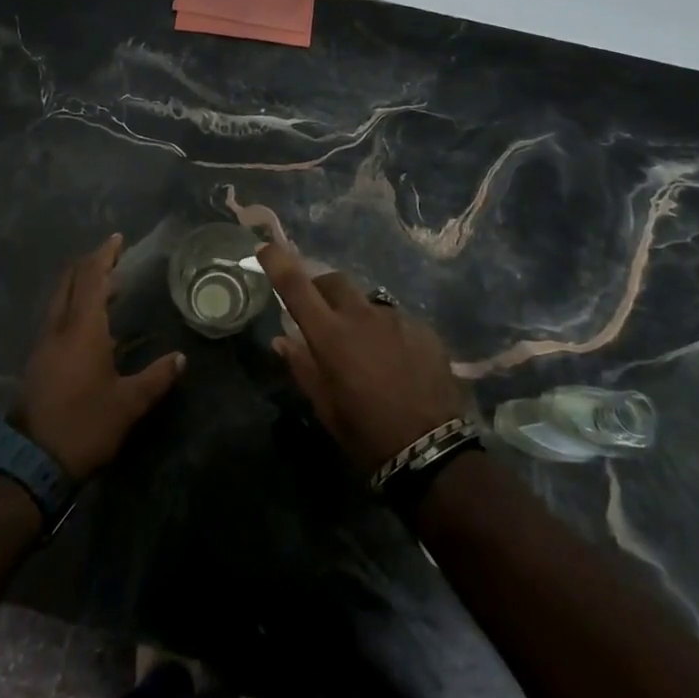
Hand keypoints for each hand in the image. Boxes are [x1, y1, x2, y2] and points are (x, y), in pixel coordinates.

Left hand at [13, 234, 185, 479]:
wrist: (32, 461)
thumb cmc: (85, 424)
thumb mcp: (128, 403)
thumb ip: (155, 378)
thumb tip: (180, 358)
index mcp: (82, 328)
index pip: (92, 278)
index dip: (104, 256)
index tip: (117, 240)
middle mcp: (59, 327)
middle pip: (70, 282)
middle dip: (89, 265)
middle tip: (113, 258)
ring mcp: (44, 344)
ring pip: (60, 299)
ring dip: (81, 285)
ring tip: (108, 286)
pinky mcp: (38, 361)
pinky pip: (57, 317)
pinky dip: (74, 305)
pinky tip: (90, 322)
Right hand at [260, 241, 469, 476]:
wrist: (432, 451)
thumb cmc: (366, 434)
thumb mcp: (325, 407)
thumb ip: (302, 366)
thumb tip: (282, 340)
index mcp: (330, 335)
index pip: (296, 285)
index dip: (278, 261)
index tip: (265, 246)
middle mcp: (361, 315)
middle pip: (333, 281)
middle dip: (320, 288)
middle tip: (318, 312)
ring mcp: (396, 319)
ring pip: (366, 301)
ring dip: (354, 313)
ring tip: (362, 347)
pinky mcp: (423, 329)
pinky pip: (394, 319)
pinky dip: (384, 331)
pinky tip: (392, 359)